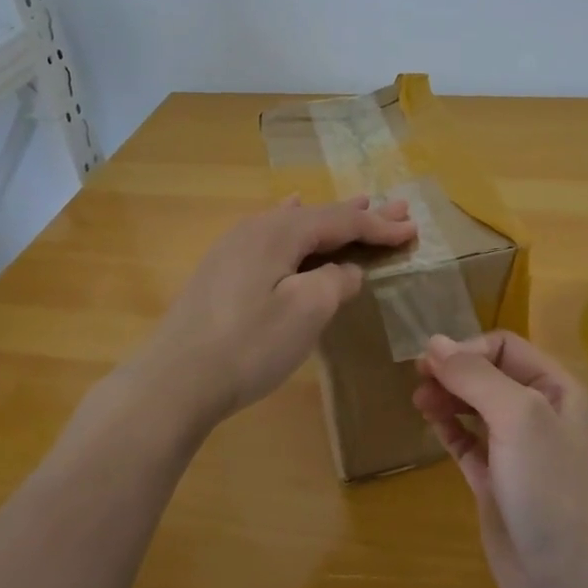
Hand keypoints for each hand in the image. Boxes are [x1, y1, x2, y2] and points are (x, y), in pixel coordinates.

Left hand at [144, 195, 414, 424]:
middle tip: (397, 210)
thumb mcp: (306, 310)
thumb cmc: (249, 344)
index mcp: (279, 231)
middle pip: (318, 217)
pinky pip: (272, 236)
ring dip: (329, 221)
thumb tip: (346, 271)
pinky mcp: (221, 271)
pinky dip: (296, 228)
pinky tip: (290, 211)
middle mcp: (255, 228)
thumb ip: (334, 281)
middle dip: (360, 217)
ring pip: (293, 226)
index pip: (341, 221)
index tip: (412, 230)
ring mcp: (233, 248)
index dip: (378, 226)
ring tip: (358, 206)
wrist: (175, 380)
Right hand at [414, 331, 587, 587]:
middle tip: (416, 380)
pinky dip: (447, 428)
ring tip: (418, 400)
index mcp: (554, 387)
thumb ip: (475, 376)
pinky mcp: (495, 480)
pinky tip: (429, 422)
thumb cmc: (549, 486)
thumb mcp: (517, 417)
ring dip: (446, 397)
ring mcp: (516, 448)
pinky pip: (466, 442)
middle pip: (487, 374)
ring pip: (474, 407)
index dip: (467, 348)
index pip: (504, 347)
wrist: (569, 577)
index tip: (432, 365)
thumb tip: (434, 343)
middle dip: (453, 371)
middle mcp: (537, 412)